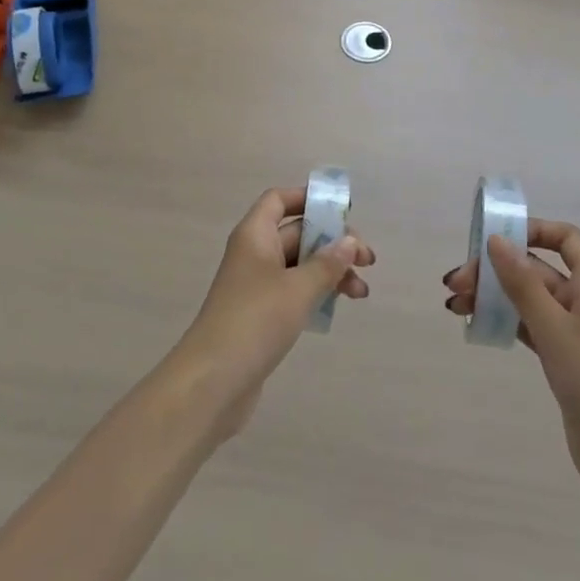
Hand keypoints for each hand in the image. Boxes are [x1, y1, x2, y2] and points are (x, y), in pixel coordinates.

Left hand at [176, 186, 375, 436]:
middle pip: (297, 233)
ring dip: (330, 272)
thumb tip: (349, 241)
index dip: (308, 198)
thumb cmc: (255, 321)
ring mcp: (256, 286)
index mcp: (255, 235)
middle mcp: (254, 254)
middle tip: (367, 260)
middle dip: (333, 242)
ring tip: (361, 292)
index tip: (342, 210)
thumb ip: (327, 263)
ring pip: (300, 265)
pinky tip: (338, 307)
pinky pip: (294, 292)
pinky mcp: (260, 316)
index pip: (279, 200)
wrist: (212, 382)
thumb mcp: (298, 288)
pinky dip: (317, 294)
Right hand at [444, 219, 579, 514]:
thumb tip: (496, 239)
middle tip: (457, 284)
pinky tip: (477, 325)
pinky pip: (529, 327)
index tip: (494, 239)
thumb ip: (523, 283)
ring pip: (528, 299)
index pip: (565, 238)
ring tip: (455, 305)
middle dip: (496, 269)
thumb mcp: (554, 328)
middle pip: (537, 269)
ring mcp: (575, 334)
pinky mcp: (564, 362)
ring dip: (494, 296)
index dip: (532, 230)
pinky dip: (504, 321)